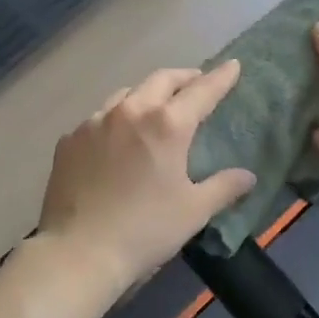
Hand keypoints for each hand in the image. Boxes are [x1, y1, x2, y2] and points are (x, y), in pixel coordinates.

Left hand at [36, 64, 256, 296]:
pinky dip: (116, 119)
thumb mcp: (193, 211)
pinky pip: (98, 118)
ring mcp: (94, 122)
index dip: (220, 77)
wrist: (78, 252)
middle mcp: (130, 111)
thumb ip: (224, 187)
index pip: (201, 91)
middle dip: (183, 77)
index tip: (232, 66)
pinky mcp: (70, 139)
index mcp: (166, 125)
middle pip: (161, 80)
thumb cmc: (145, 230)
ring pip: (126, 94)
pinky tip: (116, 139)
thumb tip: (248, 176)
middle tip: (196, 82)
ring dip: (147, 94)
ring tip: (155, 107)